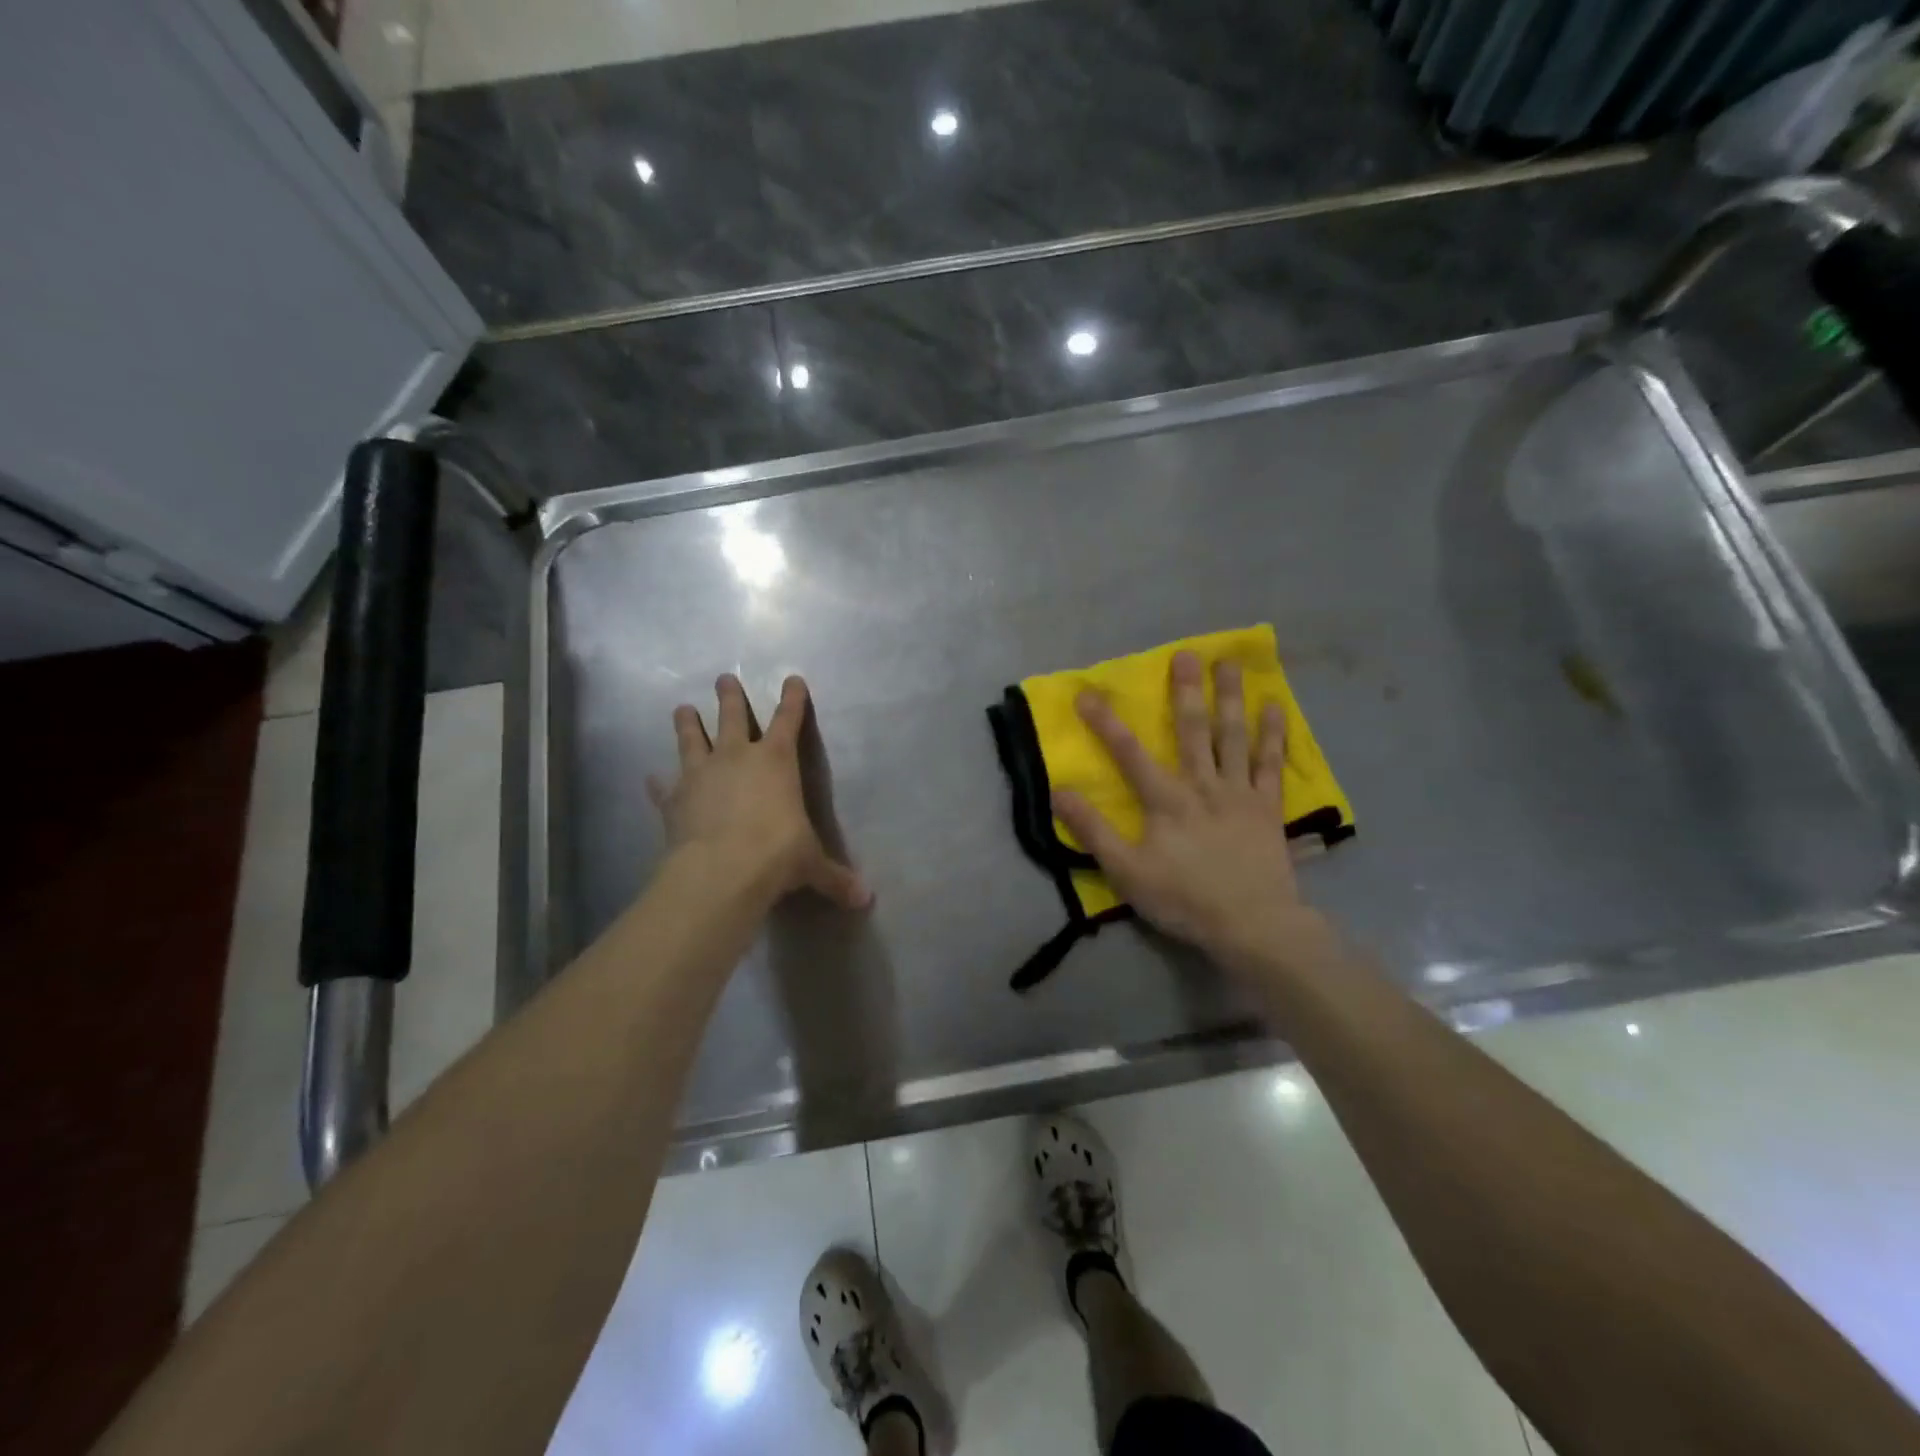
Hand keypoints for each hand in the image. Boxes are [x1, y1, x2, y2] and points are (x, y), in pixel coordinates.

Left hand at [648, 674, 870, 910]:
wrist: (720, 872)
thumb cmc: (776, 855)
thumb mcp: (811, 865)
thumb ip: (835, 878)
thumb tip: (865, 900)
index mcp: (776, 760)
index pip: (788, 719)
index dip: (793, 699)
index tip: (792, 678)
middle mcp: (736, 757)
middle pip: (731, 716)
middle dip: (729, 696)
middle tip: (723, 678)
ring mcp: (700, 775)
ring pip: (691, 739)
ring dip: (687, 723)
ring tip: (681, 708)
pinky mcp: (673, 800)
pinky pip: (664, 787)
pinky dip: (658, 783)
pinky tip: (651, 779)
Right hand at [1052, 651, 1326, 972]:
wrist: (1252, 924)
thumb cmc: (1183, 898)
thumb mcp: (1126, 871)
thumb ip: (1093, 831)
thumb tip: (1060, 792)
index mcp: (1165, 799)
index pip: (1128, 753)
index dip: (1105, 722)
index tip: (1087, 693)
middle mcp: (1202, 785)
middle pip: (1192, 730)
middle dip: (1185, 691)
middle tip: (1185, 654)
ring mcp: (1239, 792)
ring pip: (1233, 736)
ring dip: (1229, 698)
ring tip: (1229, 663)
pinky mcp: (1267, 807)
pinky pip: (1270, 763)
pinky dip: (1273, 735)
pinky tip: (1275, 708)